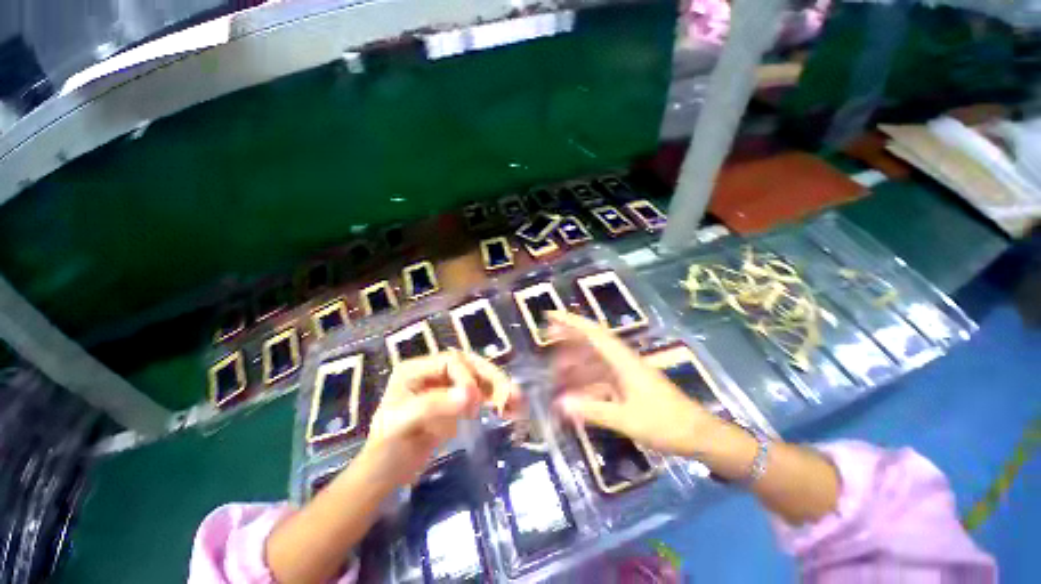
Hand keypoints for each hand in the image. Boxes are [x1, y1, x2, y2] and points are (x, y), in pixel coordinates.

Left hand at [362, 350, 519, 486]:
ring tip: (518, 401)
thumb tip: (471, 395)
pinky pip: (481, 396)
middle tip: (511, 395)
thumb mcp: (402, 424)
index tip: (473, 403)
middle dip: (492, 378)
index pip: (451, 361)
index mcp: (417, 369)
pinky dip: (496, 401)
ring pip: (479, 379)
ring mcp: (448, 387)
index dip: (467, 376)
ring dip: (500, 388)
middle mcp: (434, 372)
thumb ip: (434, 405)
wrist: (385, 475)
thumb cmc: (386, 448)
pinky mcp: (457, 403)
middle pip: (470, 366)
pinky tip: (510, 408)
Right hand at [548, 312, 715, 456]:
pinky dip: (585, 378)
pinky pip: (600, 376)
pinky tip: (574, 388)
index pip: (593, 333)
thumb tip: (560, 404)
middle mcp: (623, 361)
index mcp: (623, 361)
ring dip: (575, 360)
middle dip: (569, 336)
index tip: (551, 316)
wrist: (698, 435)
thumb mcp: (627, 420)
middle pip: (591, 341)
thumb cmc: (665, 424)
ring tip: (554, 366)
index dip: (571, 322)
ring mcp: (625, 372)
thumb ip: (593, 410)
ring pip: (594, 359)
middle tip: (546, 336)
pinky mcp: (627, 384)